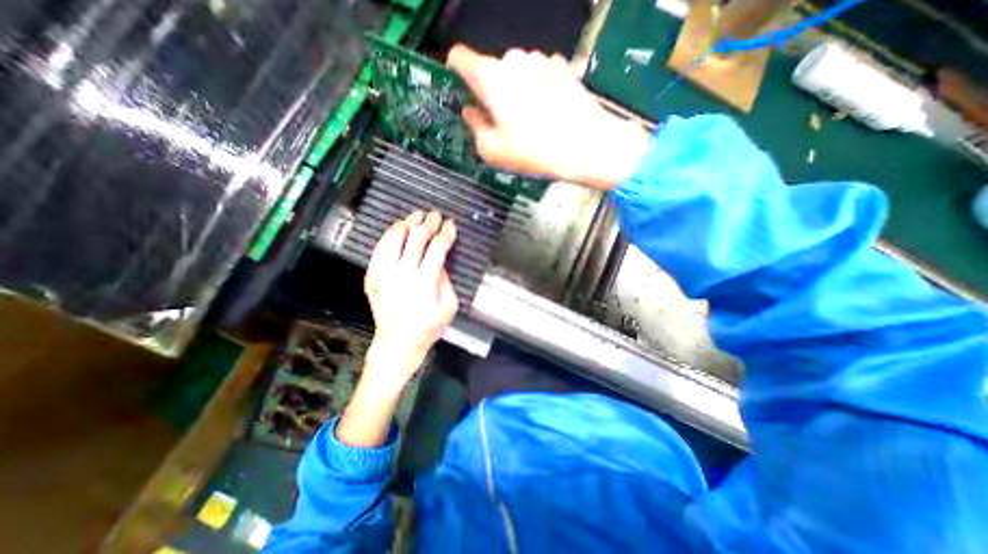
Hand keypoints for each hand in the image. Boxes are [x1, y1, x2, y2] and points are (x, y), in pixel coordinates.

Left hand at [362, 211, 458, 378]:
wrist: (397, 343)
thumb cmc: (427, 328)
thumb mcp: (448, 308)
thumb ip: (446, 281)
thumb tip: (441, 262)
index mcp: (424, 282)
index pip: (437, 248)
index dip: (446, 233)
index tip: (451, 225)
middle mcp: (403, 274)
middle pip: (417, 238)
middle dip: (429, 223)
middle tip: (435, 215)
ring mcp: (384, 274)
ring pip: (394, 239)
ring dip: (407, 224)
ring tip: (416, 216)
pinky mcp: (373, 277)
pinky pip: (379, 249)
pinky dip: (388, 235)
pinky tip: (396, 229)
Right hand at [446, 43, 648, 189]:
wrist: (587, 146)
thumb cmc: (535, 152)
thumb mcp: (493, 151)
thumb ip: (475, 127)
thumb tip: (470, 112)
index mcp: (491, 78)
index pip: (460, 58)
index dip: (456, 71)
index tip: (461, 88)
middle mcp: (514, 60)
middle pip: (492, 71)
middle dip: (491, 93)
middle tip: (502, 123)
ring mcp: (541, 60)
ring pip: (516, 73)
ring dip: (516, 92)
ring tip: (529, 122)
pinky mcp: (562, 68)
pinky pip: (539, 76)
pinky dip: (536, 90)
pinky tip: (547, 113)